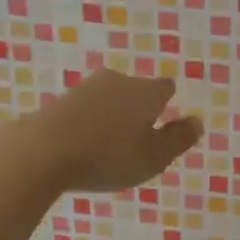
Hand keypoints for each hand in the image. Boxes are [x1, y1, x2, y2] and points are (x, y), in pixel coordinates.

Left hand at [16, 70, 202, 191]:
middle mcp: (117, 81)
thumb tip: (197, 121)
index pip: (165, 87)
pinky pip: (84, 111)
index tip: (165, 121)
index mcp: (146, 91)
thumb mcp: (154, 157)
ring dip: (111, 117)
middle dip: (138, 109)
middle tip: (138, 138)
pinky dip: (88, 124)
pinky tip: (82, 146)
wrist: (41, 151)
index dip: (167, 103)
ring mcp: (85, 89)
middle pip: (135, 90)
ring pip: (108, 99)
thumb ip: (179, 139)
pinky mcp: (59, 101)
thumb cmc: (109, 156)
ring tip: (108, 146)